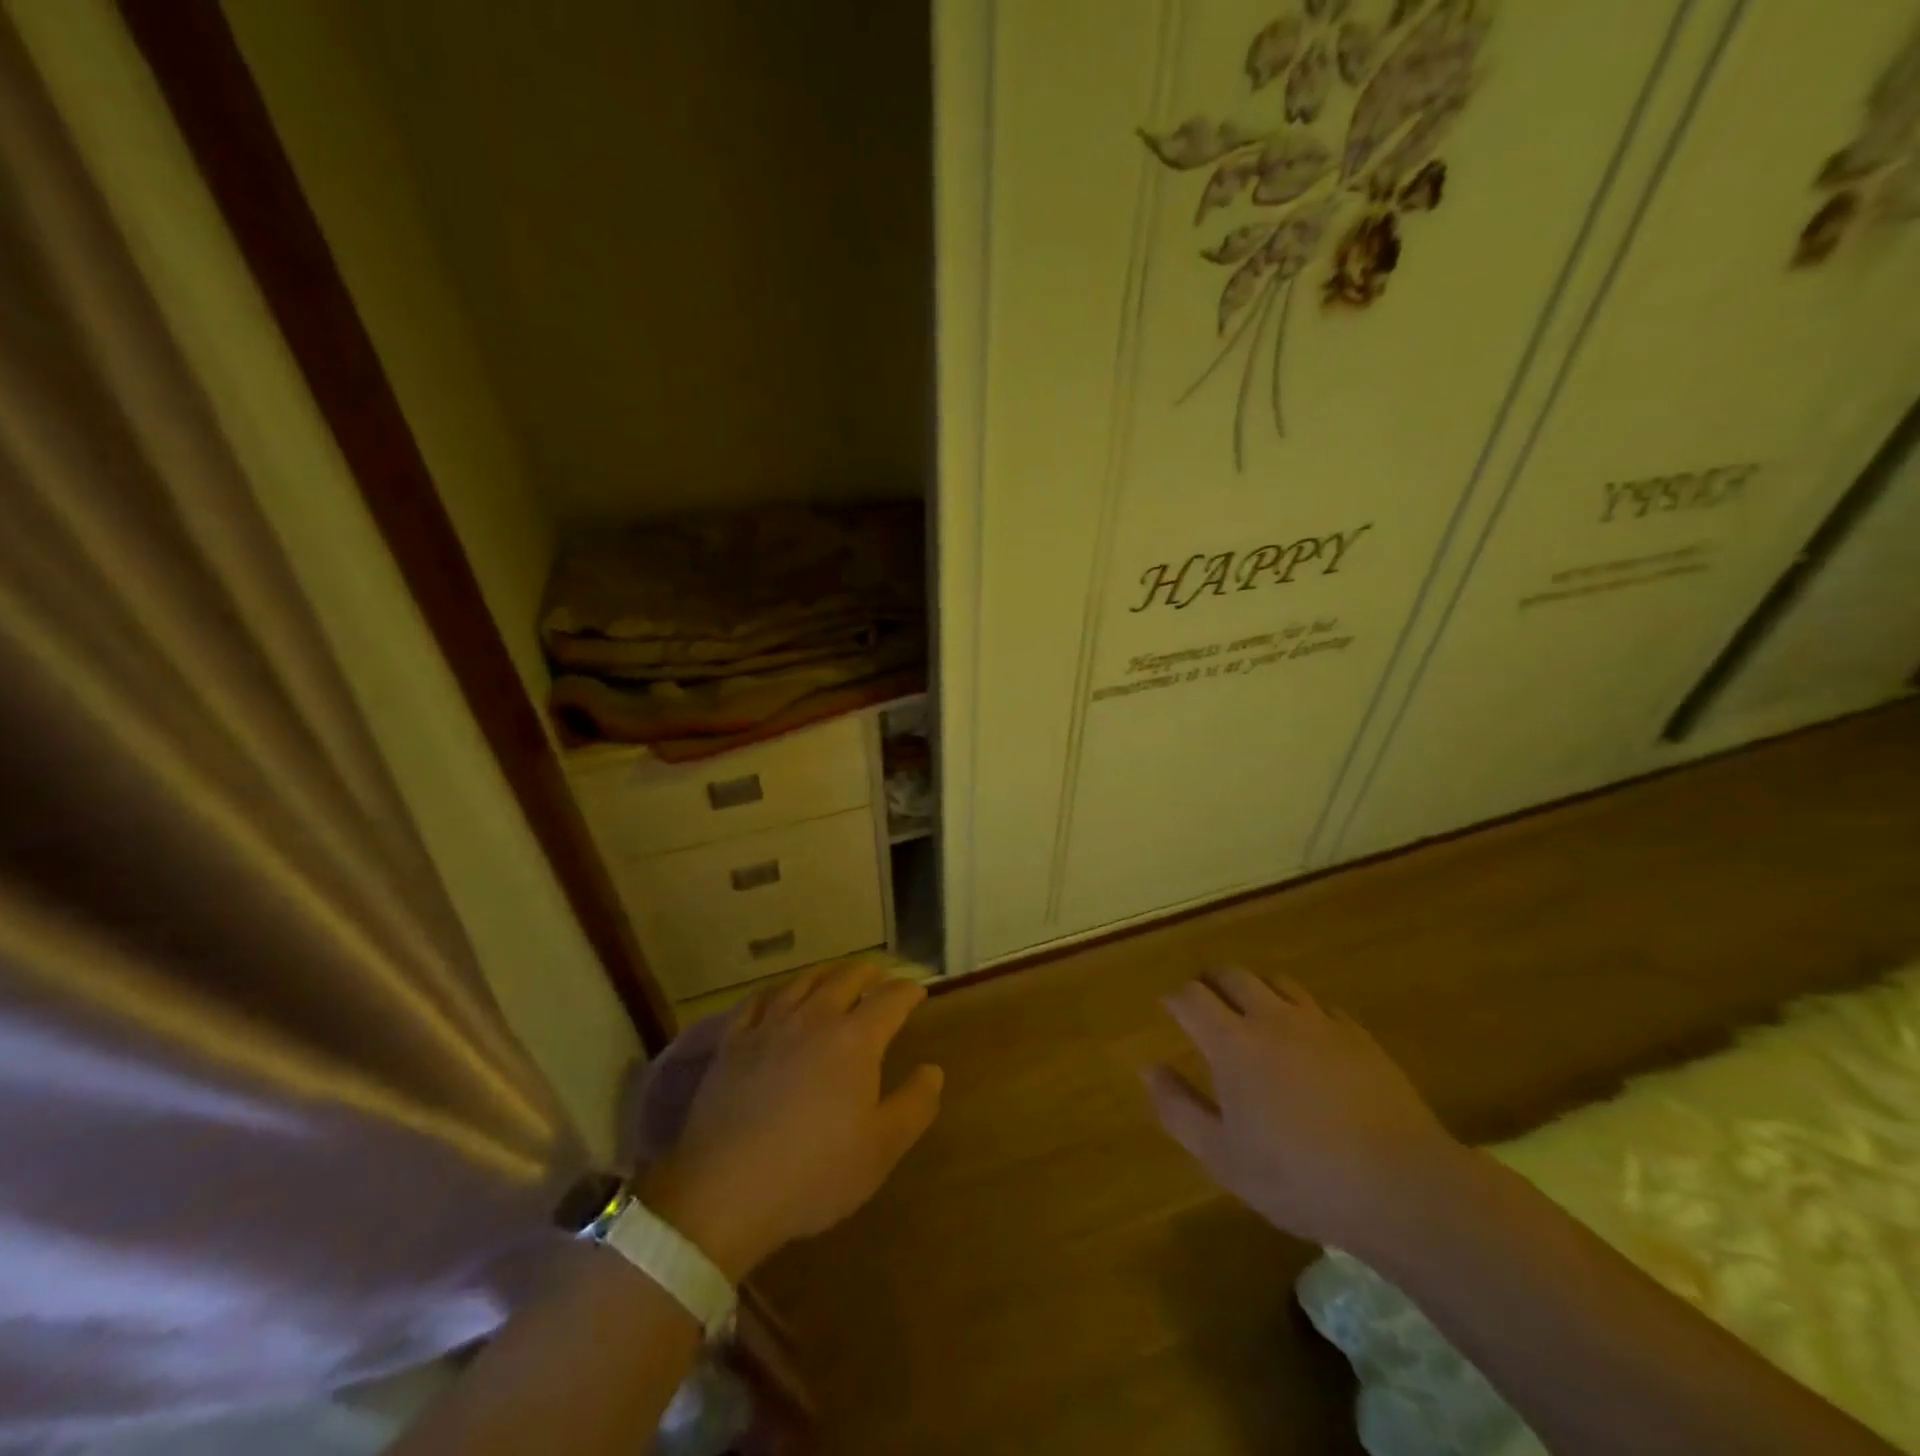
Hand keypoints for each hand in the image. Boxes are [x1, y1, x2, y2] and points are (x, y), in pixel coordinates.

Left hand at [637, 957, 942, 1279]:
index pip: (890, 1000)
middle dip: (870, 974)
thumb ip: (914, 1105)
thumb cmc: (814, 1173)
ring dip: (827, 973)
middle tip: (881, 977)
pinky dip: (776, 991)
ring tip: (836, 974)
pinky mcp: (733, 1042)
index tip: (918, 991)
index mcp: (854, 1040)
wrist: (725, 1192)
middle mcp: (814, 1019)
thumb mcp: (881, 1149)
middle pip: (846, 979)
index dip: (907, 992)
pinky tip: (777, 996)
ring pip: (802, 982)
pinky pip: (757, 1001)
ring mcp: (769, 1027)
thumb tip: (933, 1070)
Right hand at [1145, 968, 1465, 1255]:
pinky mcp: (1358, 1036)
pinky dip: (1302, 1012)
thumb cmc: (1299, 1177)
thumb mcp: (1223, 1157)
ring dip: (1256, 989)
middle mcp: (1271, 1017)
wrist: (1401, 1186)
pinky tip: (1309, 1038)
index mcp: (1232, 1042)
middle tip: (1205, 1002)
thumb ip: (1179, 1109)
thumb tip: (1149, 1069)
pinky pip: (1321, 1007)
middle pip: (1232, 975)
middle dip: (1211, 981)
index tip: (1169, 1009)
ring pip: (1277, 982)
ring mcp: (1319, 1023)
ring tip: (1254, 1012)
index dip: (1175, 998)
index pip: (1191, 996)